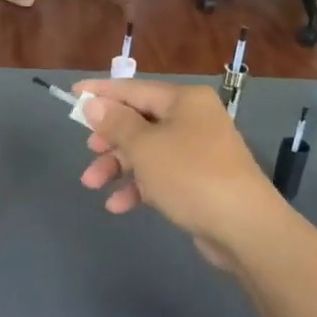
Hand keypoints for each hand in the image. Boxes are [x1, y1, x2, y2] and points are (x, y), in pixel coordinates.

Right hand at [75, 79, 283, 271]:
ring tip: (92, 184)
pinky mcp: (200, 180)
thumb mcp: (144, 147)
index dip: (101, 93)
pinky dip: (139, 186)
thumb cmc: (189, 175)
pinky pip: (161, 175)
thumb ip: (115, 123)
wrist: (244, 227)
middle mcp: (193, 119)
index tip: (73, 94)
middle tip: (88, 150)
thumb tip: (95, 104)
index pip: (134, 89)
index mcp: (184, 100)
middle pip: (140, 121)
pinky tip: (118, 205)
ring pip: (147, 150)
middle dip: (109, 139)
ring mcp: (199, 150)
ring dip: (118, 166)